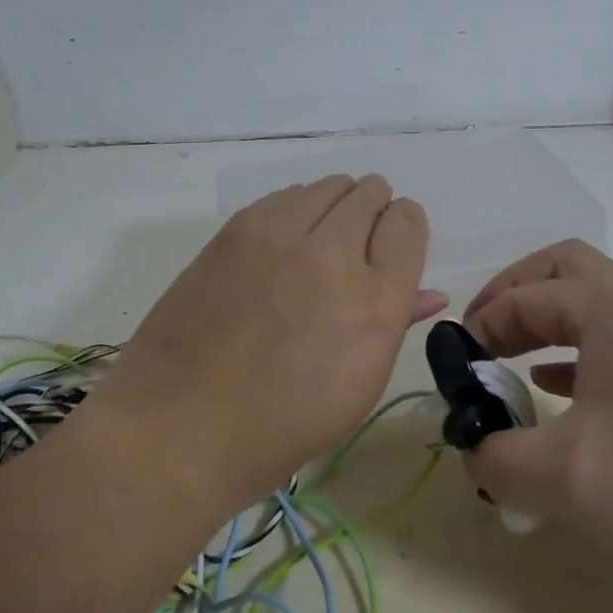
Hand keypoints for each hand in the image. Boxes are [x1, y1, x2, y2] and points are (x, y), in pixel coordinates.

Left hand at [101, 175, 446, 509]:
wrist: (181, 426)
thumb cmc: (283, 424)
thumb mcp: (359, 385)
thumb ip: (398, 322)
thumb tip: (430, 291)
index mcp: (375, 301)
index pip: (407, 222)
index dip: (404, 228)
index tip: (392, 244)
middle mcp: (334, 255)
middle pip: (370, 194)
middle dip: (374, 210)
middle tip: (359, 240)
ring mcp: (280, 236)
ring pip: (329, 185)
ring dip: (336, 204)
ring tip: (321, 238)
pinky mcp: (237, 230)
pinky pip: (285, 196)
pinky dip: (296, 208)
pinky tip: (284, 241)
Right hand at [460, 240, 612, 608]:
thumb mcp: (567, 480)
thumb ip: (498, 458)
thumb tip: (471, 447)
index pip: (526, 297)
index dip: (481, 324)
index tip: (456, 366)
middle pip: (565, 269)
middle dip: (515, 294)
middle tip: (484, 337)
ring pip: (597, 305)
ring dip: (549, 323)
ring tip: (514, 366)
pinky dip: (581, 354)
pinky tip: (565, 395)